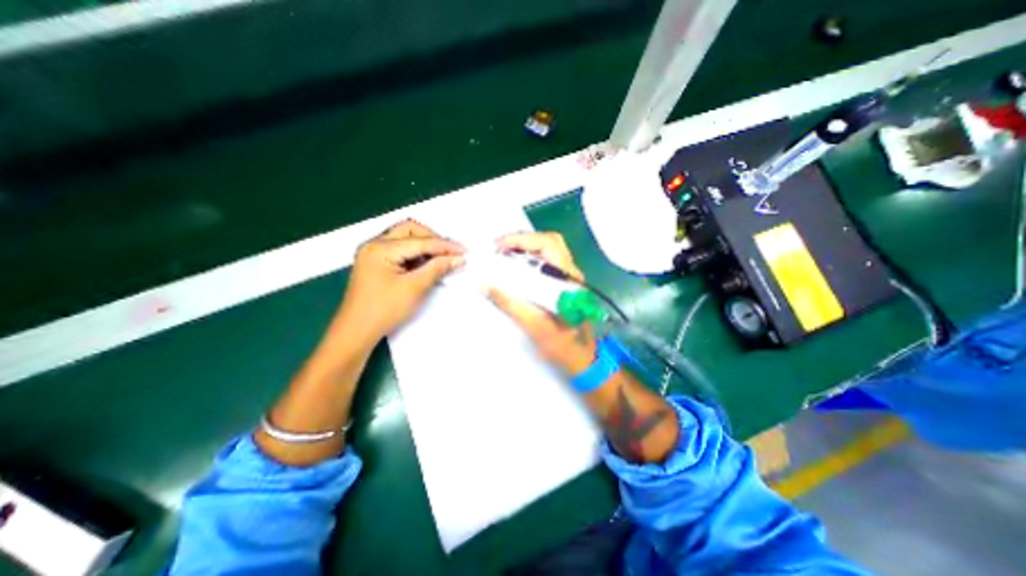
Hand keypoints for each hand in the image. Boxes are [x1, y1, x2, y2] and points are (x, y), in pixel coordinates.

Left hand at [337, 220, 465, 343]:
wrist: (356, 332)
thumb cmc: (385, 310)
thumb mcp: (414, 288)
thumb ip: (437, 269)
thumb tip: (458, 258)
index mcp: (381, 248)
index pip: (421, 241)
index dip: (445, 246)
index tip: (465, 251)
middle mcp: (375, 244)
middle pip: (410, 230)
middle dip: (433, 239)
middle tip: (450, 253)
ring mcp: (373, 252)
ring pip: (405, 238)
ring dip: (425, 246)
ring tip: (441, 259)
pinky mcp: (375, 262)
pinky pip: (400, 249)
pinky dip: (415, 254)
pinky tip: (426, 264)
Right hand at [486, 232, 597, 374]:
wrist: (584, 361)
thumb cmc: (563, 346)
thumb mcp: (533, 325)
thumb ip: (509, 303)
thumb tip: (484, 283)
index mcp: (567, 280)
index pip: (548, 244)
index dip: (521, 240)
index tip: (498, 247)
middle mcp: (571, 274)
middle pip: (548, 242)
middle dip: (522, 241)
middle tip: (498, 249)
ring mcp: (568, 279)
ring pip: (547, 251)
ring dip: (524, 249)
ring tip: (502, 257)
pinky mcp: (563, 286)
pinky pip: (545, 264)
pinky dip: (527, 261)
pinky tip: (514, 270)